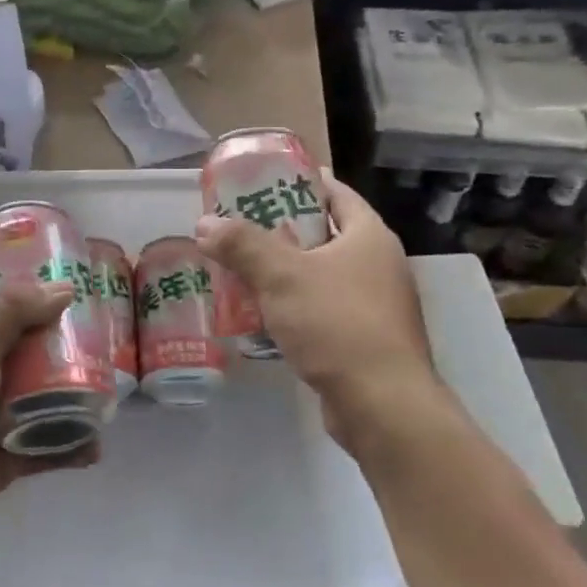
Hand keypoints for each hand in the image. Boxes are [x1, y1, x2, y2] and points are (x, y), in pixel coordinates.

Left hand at [0, 280, 91, 563]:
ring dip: (70, 397)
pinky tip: (96, 447)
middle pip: (27, 351)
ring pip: (39, 399)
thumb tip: (62, 286)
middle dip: (62, 346)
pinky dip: (68, 448)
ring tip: (109, 391)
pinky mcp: (4, 459)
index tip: (73, 285)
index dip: (30, 294)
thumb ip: (13, 311)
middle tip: (105, 338)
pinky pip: (43, 448)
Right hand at [197, 169, 453, 450]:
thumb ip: (242, 245)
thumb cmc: (337, 323)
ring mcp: (375, 303)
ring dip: (284, 270)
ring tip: (240, 266)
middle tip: (238, 225)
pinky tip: (260, 312)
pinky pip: (322, 307)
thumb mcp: (281, 276)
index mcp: (369, 236)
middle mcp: (378, 264)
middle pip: (324, 232)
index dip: (299, 182)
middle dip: (281, 229)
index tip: (261, 181)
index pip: (335, 192)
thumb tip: (204, 223)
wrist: (382, 405)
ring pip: (320, 273)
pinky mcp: (364, 338)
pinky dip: (293, 304)